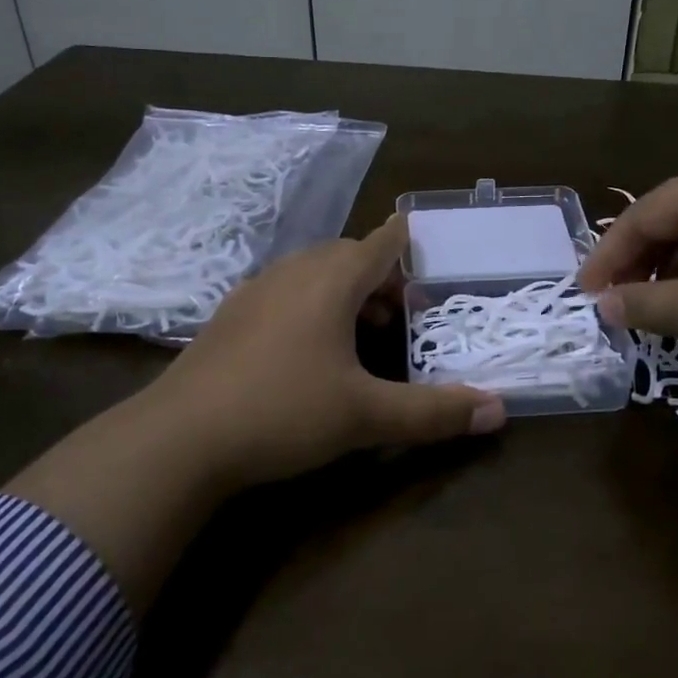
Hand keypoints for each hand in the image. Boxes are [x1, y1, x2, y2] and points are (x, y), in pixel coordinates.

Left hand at [153, 214, 505, 487]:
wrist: (179, 438)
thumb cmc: (283, 412)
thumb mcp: (366, 416)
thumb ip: (434, 412)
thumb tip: (498, 411)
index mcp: (330, 280)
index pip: (380, 243)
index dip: (406, 241)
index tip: (424, 239)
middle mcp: (293, 272)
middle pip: (348, 257)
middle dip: (381, 277)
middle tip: (404, 314)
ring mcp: (255, 292)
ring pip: (313, 274)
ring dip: (345, 292)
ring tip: (363, 332)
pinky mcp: (230, 317)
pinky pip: (284, 293)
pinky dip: (310, 305)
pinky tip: (309, 349)